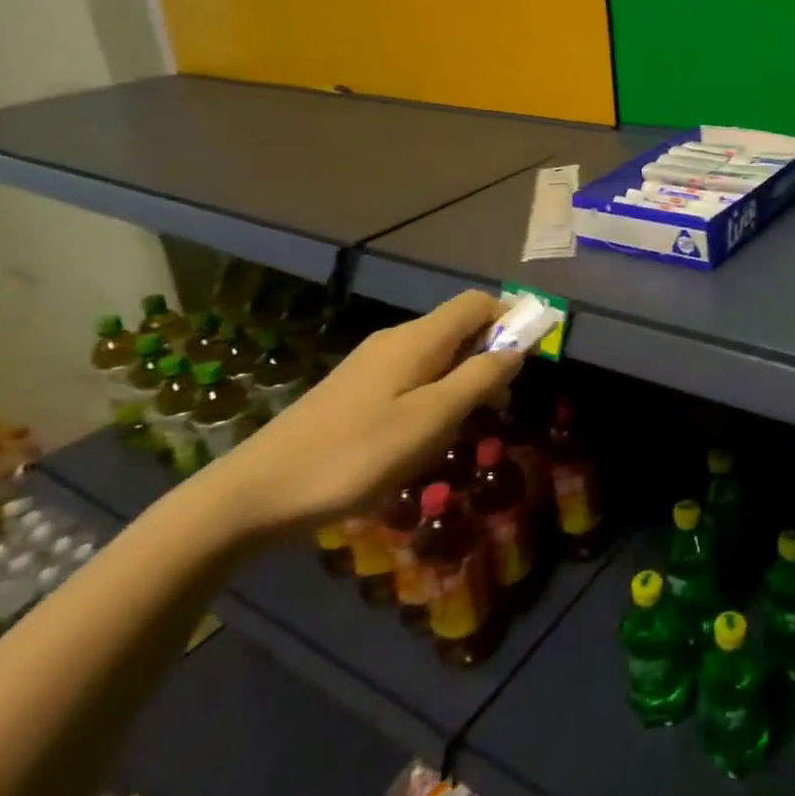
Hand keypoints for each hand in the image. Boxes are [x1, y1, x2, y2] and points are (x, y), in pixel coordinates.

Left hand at [209, 290, 520, 536]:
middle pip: (459, 326)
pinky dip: (436, 392)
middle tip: (502, 402)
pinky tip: (426, 434)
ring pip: (437, 354)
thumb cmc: (357, 455)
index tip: (536, 351)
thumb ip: (479, 378)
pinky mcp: (354, 390)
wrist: (258, 493)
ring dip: (464, 377)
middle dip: (491, 353)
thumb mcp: (432, 419)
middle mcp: (396, 340)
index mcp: (418, 339)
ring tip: (468, 425)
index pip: (477, 303)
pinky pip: (413, 375)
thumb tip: (518, 346)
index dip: (512, 316)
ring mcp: (371, 364)